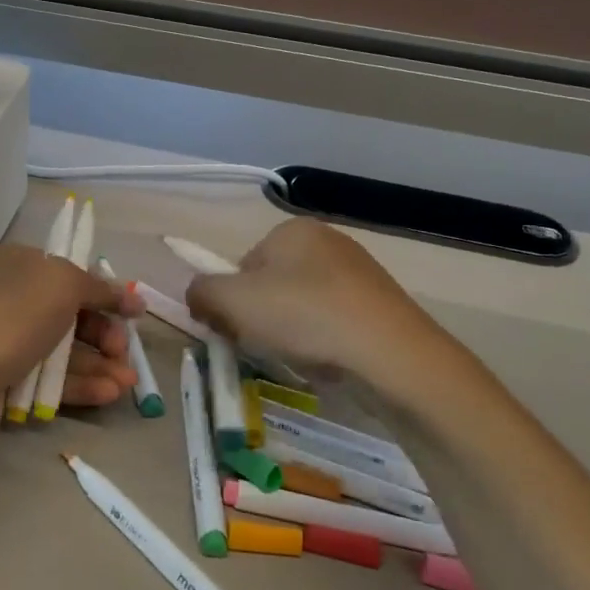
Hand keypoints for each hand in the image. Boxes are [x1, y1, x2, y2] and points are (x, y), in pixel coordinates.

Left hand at [0, 245, 142, 456]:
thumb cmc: (12, 317)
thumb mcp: (63, 284)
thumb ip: (99, 287)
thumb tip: (130, 297)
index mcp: (13, 262)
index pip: (66, 271)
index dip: (103, 291)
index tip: (133, 312)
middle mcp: (6, 296)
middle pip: (68, 312)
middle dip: (103, 333)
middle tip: (124, 351)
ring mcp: (2, 339)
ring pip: (61, 348)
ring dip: (98, 363)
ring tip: (127, 383)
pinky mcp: (3, 378)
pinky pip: (48, 376)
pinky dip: (79, 383)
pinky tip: (108, 393)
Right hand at [186, 218, 454, 383]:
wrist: (391, 355)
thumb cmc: (304, 317)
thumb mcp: (233, 302)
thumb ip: (201, 292)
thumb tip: (197, 296)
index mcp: (292, 229)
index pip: (242, 265)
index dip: (232, 301)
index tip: (236, 330)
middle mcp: (327, 240)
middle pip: (272, 284)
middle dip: (262, 317)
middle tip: (265, 345)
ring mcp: (359, 271)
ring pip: (303, 304)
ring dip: (292, 330)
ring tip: (301, 356)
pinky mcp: (382, 303)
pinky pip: (335, 320)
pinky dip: (325, 340)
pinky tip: (330, 360)